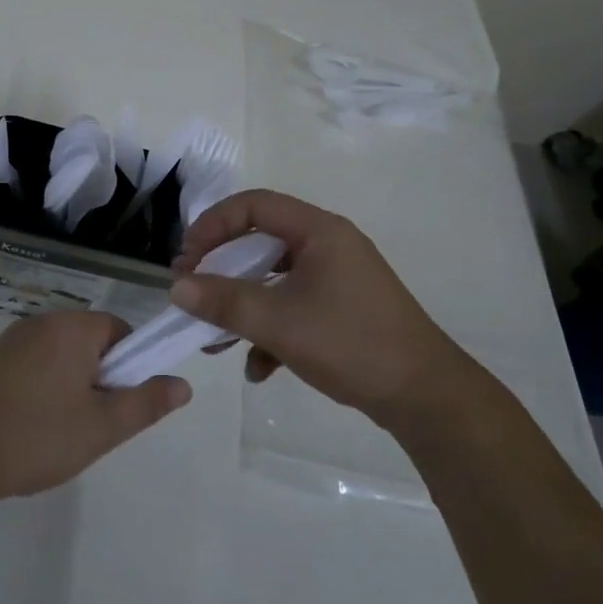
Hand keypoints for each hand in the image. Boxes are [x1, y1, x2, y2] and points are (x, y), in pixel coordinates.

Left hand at [0, 313, 189, 504]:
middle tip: (93, 423)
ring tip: (61, 431)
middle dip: (100, 378)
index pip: (120, 330)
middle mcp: (44, 321)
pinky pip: (34, 363)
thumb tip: (183, 384)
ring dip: (71, 384)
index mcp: (74, 328)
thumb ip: (146, 403)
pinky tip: (31, 426)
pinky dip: (42, 387)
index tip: (121, 403)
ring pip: (61, 355)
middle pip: (91, 341)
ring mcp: (13, 338)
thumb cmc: (37, 436)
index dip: (130, 366)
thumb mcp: (102, 427)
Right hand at [171, 190, 464, 429]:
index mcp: (319, 231)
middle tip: (193, 292)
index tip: (187, 258)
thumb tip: (176, 287)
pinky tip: (259, 368)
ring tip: (216, 339)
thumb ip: (224, 301)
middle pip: (261, 241)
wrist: (426, 397)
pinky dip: (270, 329)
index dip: (213, 224)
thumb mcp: (279, 322)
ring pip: (274, 279)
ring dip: (243, 305)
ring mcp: (338, 278)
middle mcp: (328, 245)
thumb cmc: (351, 343)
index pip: (253, 205)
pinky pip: (293, 305)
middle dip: (222, 270)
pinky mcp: (342, 310)